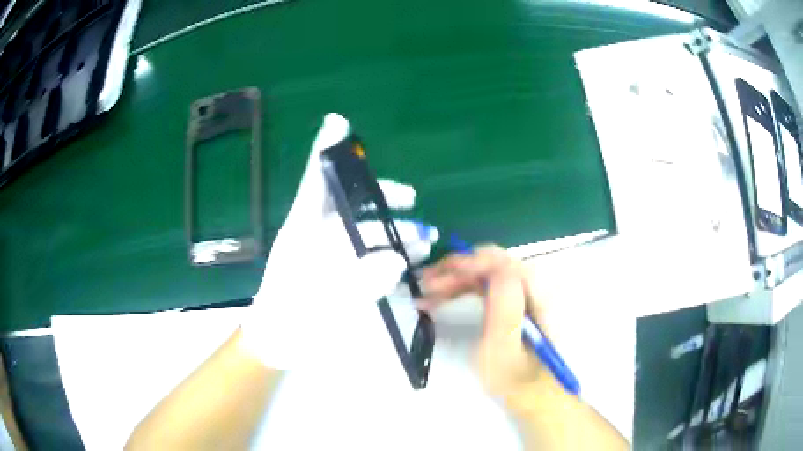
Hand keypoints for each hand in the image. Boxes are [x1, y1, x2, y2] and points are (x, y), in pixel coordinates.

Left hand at [241, 113, 438, 369]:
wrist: (276, 346)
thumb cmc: (287, 322)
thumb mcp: (320, 304)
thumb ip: (359, 281)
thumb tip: (395, 257)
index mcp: (301, 230)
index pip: (314, 181)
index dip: (325, 151)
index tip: (338, 123)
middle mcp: (315, 235)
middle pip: (350, 203)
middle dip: (381, 198)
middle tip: (411, 198)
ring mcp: (327, 255)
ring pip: (363, 231)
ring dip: (393, 231)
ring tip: (424, 240)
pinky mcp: (337, 274)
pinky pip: (366, 257)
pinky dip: (388, 256)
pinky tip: (408, 263)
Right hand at [420, 245, 549, 403]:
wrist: (531, 394)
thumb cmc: (515, 380)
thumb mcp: (506, 351)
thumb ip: (504, 309)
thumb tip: (497, 268)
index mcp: (539, 297)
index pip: (505, 264)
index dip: (473, 263)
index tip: (442, 274)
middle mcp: (534, 288)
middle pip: (494, 265)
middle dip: (458, 270)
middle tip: (426, 284)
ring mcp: (523, 295)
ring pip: (486, 274)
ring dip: (456, 279)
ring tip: (427, 292)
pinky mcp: (512, 303)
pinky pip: (485, 286)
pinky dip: (462, 289)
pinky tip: (441, 299)